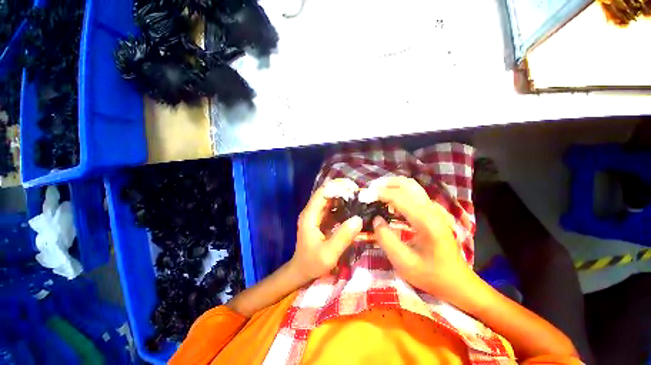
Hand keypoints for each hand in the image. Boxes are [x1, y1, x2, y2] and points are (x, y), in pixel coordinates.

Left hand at [292, 179, 362, 280]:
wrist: (302, 271)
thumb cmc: (312, 263)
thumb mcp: (329, 254)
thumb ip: (342, 237)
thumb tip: (358, 219)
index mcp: (309, 215)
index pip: (322, 192)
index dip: (336, 187)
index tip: (353, 189)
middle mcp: (311, 211)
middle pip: (326, 193)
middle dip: (342, 191)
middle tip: (359, 194)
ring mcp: (316, 215)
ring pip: (330, 199)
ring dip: (343, 197)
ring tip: (359, 200)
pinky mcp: (321, 220)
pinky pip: (332, 208)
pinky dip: (342, 206)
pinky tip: (353, 209)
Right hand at [371, 177, 473, 299]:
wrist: (457, 282)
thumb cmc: (431, 275)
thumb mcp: (404, 262)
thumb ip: (386, 239)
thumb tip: (376, 219)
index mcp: (426, 222)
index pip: (398, 197)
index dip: (378, 194)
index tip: (363, 196)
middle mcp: (431, 210)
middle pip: (407, 184)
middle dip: (385, 184)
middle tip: (369, 191)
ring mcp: (433, 210)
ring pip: (411, 186)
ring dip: (392, 186)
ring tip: (376, 193)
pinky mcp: (432, 213)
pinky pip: (413, 194)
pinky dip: (399, 192)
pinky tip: (389, 202)